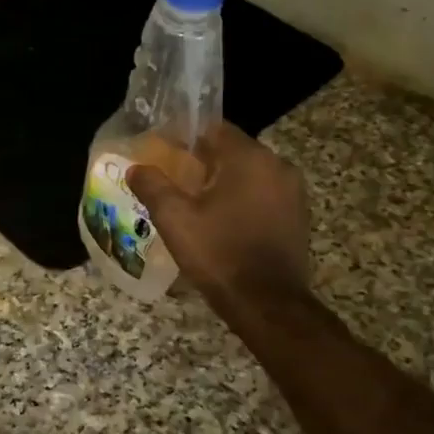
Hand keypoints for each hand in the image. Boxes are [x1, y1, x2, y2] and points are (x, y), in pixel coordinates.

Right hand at [126, 124, 309, 308]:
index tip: (165, 153)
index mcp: (249, 158)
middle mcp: (277, 166)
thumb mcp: (174, 218)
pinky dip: (243, 200)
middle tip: (176, 180)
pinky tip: (223, 222)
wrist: (267, 303)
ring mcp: (293, 192)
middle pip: (234, 151)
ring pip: (250, 174)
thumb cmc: (218, 253)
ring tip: (196, 203)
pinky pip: (264, 195)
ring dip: (225, 182)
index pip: (215, 129)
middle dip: (204, 162)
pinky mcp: (298, 216)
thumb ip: (152, 186)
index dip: (187, 138)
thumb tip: (136, 168)